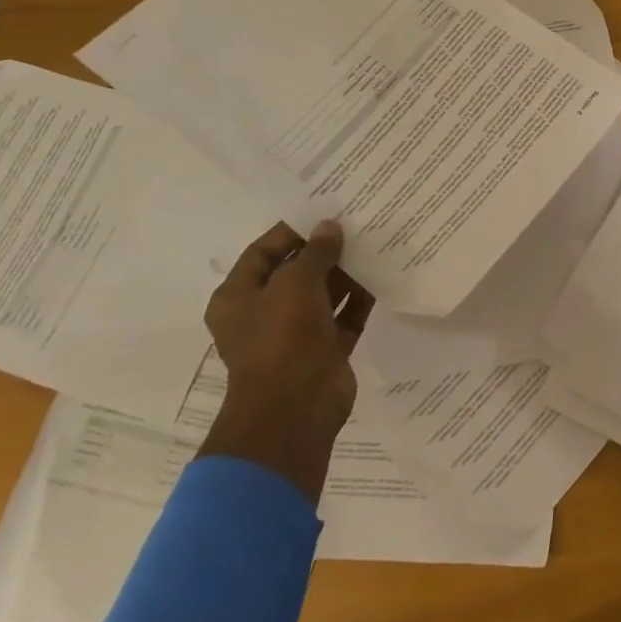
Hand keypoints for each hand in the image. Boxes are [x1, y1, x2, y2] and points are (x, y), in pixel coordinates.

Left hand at [196, 220, 363, 500]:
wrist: (296, 410)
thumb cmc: (282, 339)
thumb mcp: (296, 284)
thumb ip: (316, 253)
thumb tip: (330, 227)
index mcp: (238, 297)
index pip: (263, 252)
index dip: (292, 231)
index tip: (324, 211)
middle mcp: (264, 313)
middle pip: (296, 272)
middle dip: (324, 250)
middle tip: (357, 223)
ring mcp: (295, 334)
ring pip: (323, 294)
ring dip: (345, 273)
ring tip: (375, 243)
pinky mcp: (325, 350)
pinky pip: (344, 316)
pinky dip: (359, 299)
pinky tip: (382, 275)